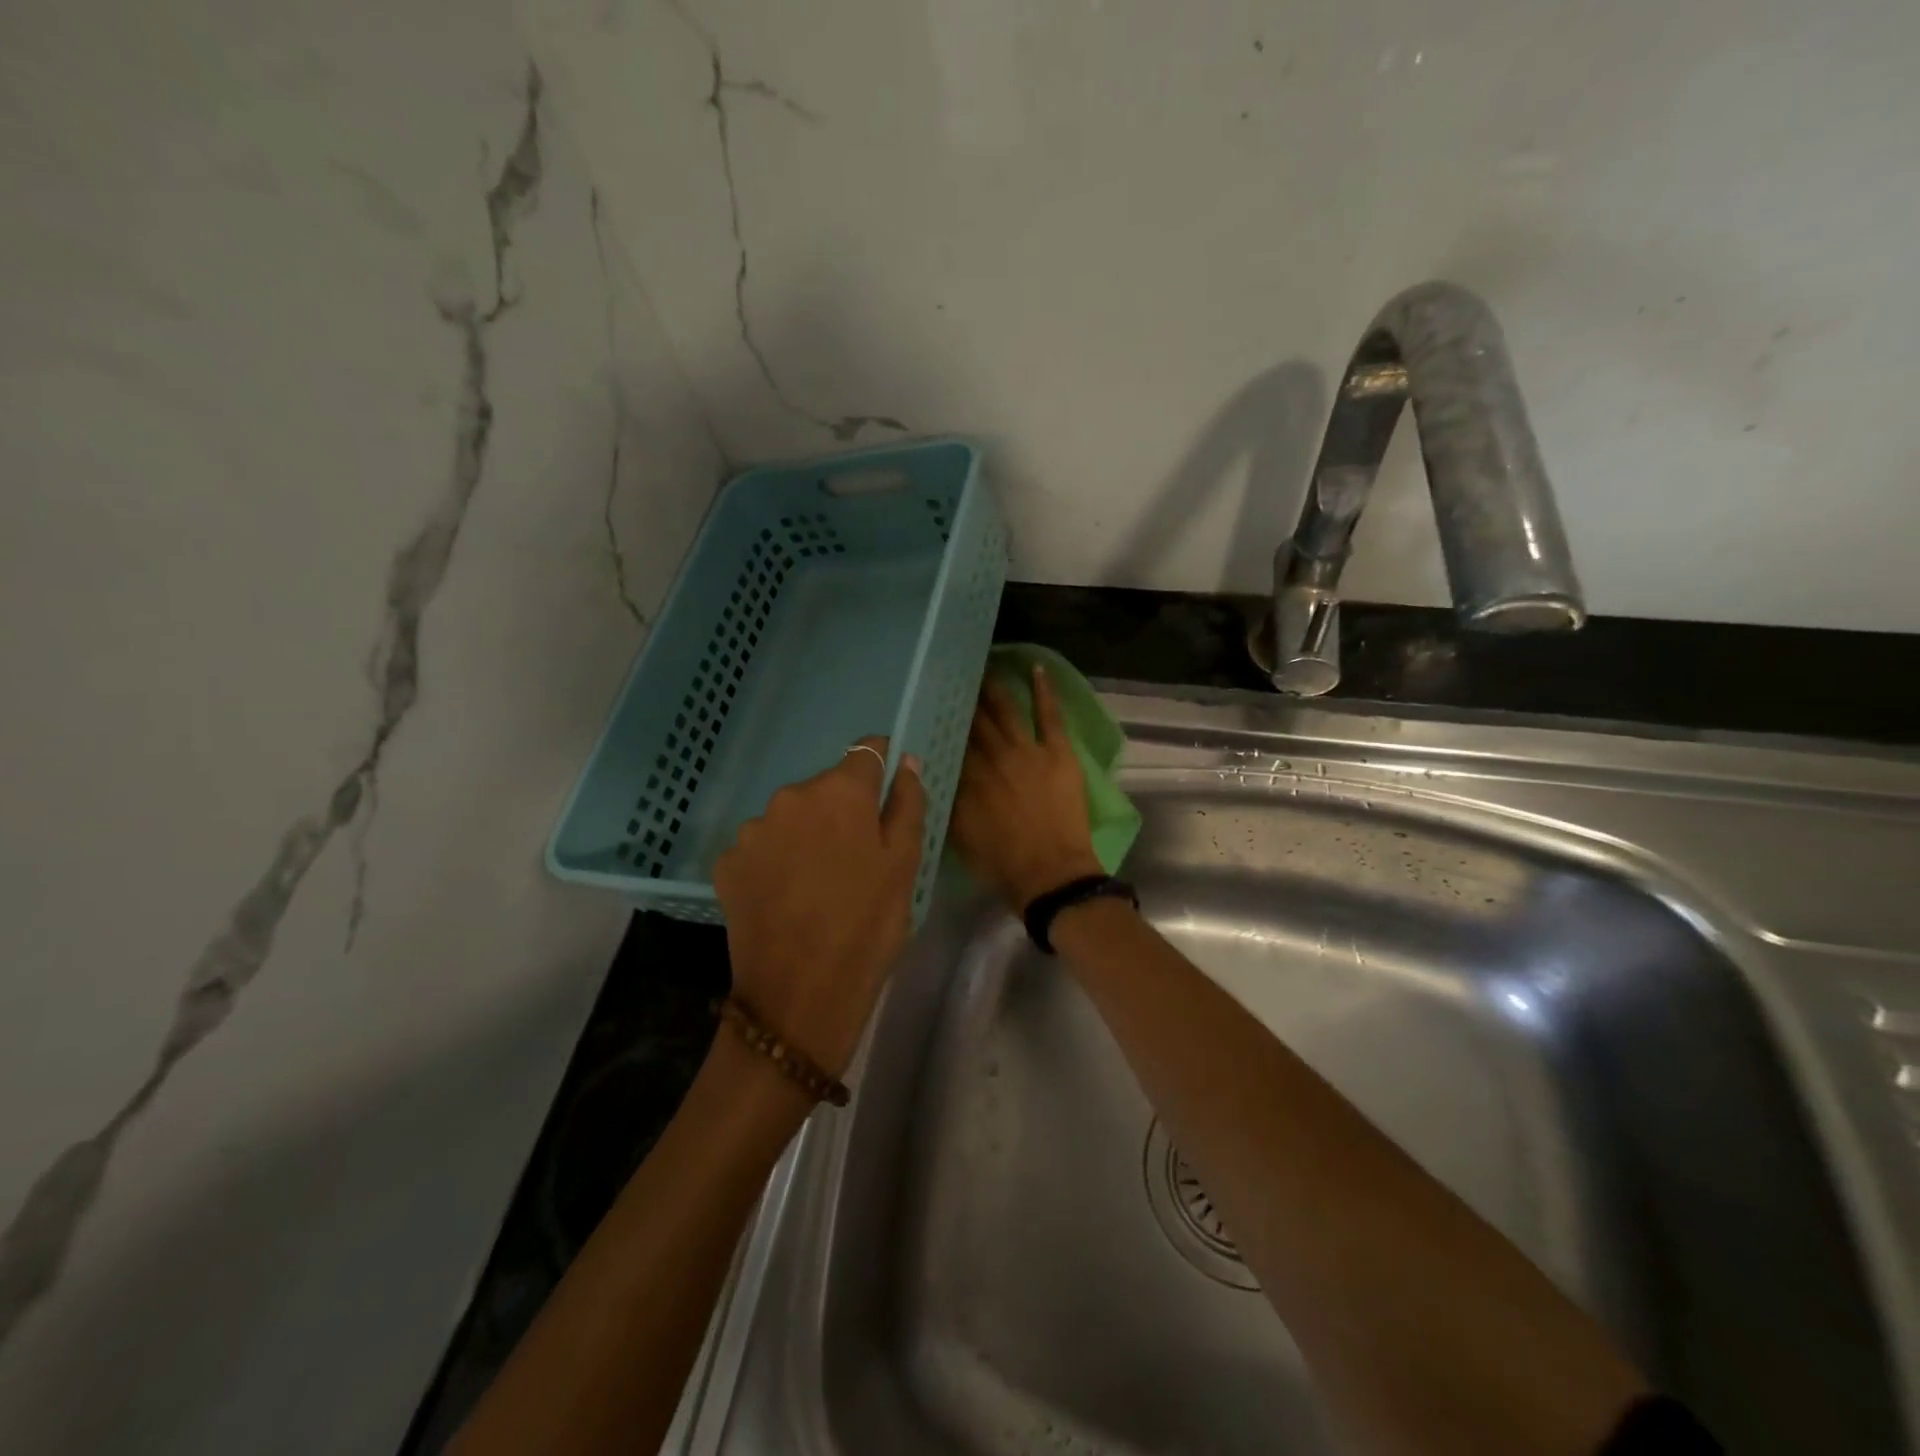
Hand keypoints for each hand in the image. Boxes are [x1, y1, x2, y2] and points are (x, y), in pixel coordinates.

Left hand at [713, 737, 926, 1079]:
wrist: (798, 996)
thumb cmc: (867, 926)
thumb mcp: (905, 865)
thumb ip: (907, 803)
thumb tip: (904, 761)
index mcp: (839, 791)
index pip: (866, 752)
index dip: (880, 766)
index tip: (886, 794)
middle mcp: (790, 797)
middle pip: (826, 788)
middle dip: (843, 811)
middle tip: (857, 858)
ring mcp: (753, 829)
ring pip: (792, 817)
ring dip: (807, 835)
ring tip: (819, 883)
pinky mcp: (727, 862)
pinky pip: (763, 847)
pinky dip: (777, 861)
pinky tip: (787, 897)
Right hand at [949, 664, 1102, 911]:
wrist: (1049, 874)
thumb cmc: (1000, 863)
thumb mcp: (957, 834)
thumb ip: (945, 800)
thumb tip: (932, 772)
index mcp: (965, 777)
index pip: (950, 740)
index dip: (942, 721)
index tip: (934, 704)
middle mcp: (991, 756)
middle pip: (974, 720)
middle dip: (964, 699)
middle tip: (954, 676)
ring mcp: (1026, 750)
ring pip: (1005, 710)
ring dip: (994, 688)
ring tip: (984, 667)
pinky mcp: (1057, 751)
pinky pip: (1049, 714)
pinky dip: (1043, 690)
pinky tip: (1036, 667)